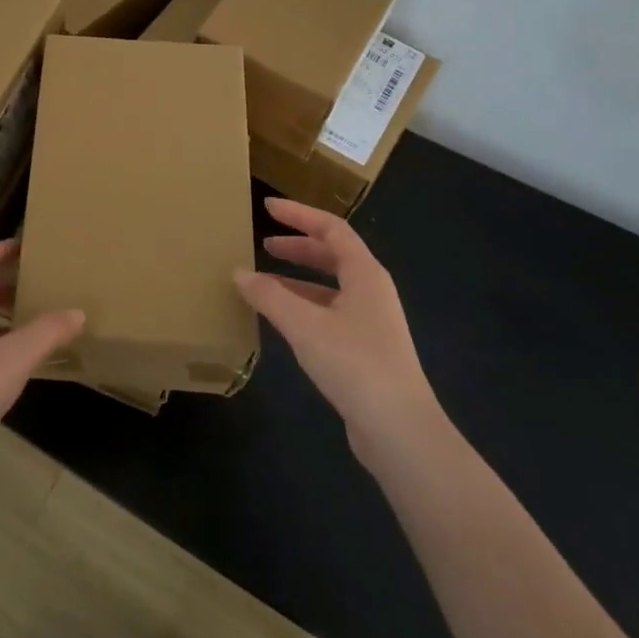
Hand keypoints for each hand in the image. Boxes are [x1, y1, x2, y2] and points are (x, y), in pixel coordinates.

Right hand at [235, 198, 443, 467]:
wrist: (399, 430)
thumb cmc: (354, 363)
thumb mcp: (304, 325)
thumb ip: (269, 296)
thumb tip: (239, 272)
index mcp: (365, 273)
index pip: (332, 228)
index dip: (299, 214)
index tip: (268, 207)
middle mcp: (372, 291)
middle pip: (333, 255)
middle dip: (298, 246)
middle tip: (264, 243)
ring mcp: (372, 322)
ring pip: (330, 287)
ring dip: (298, 280)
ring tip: (263, 283)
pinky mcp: (366, 351)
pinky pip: (329, 313)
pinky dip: (303, 307)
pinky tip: (281, 321)